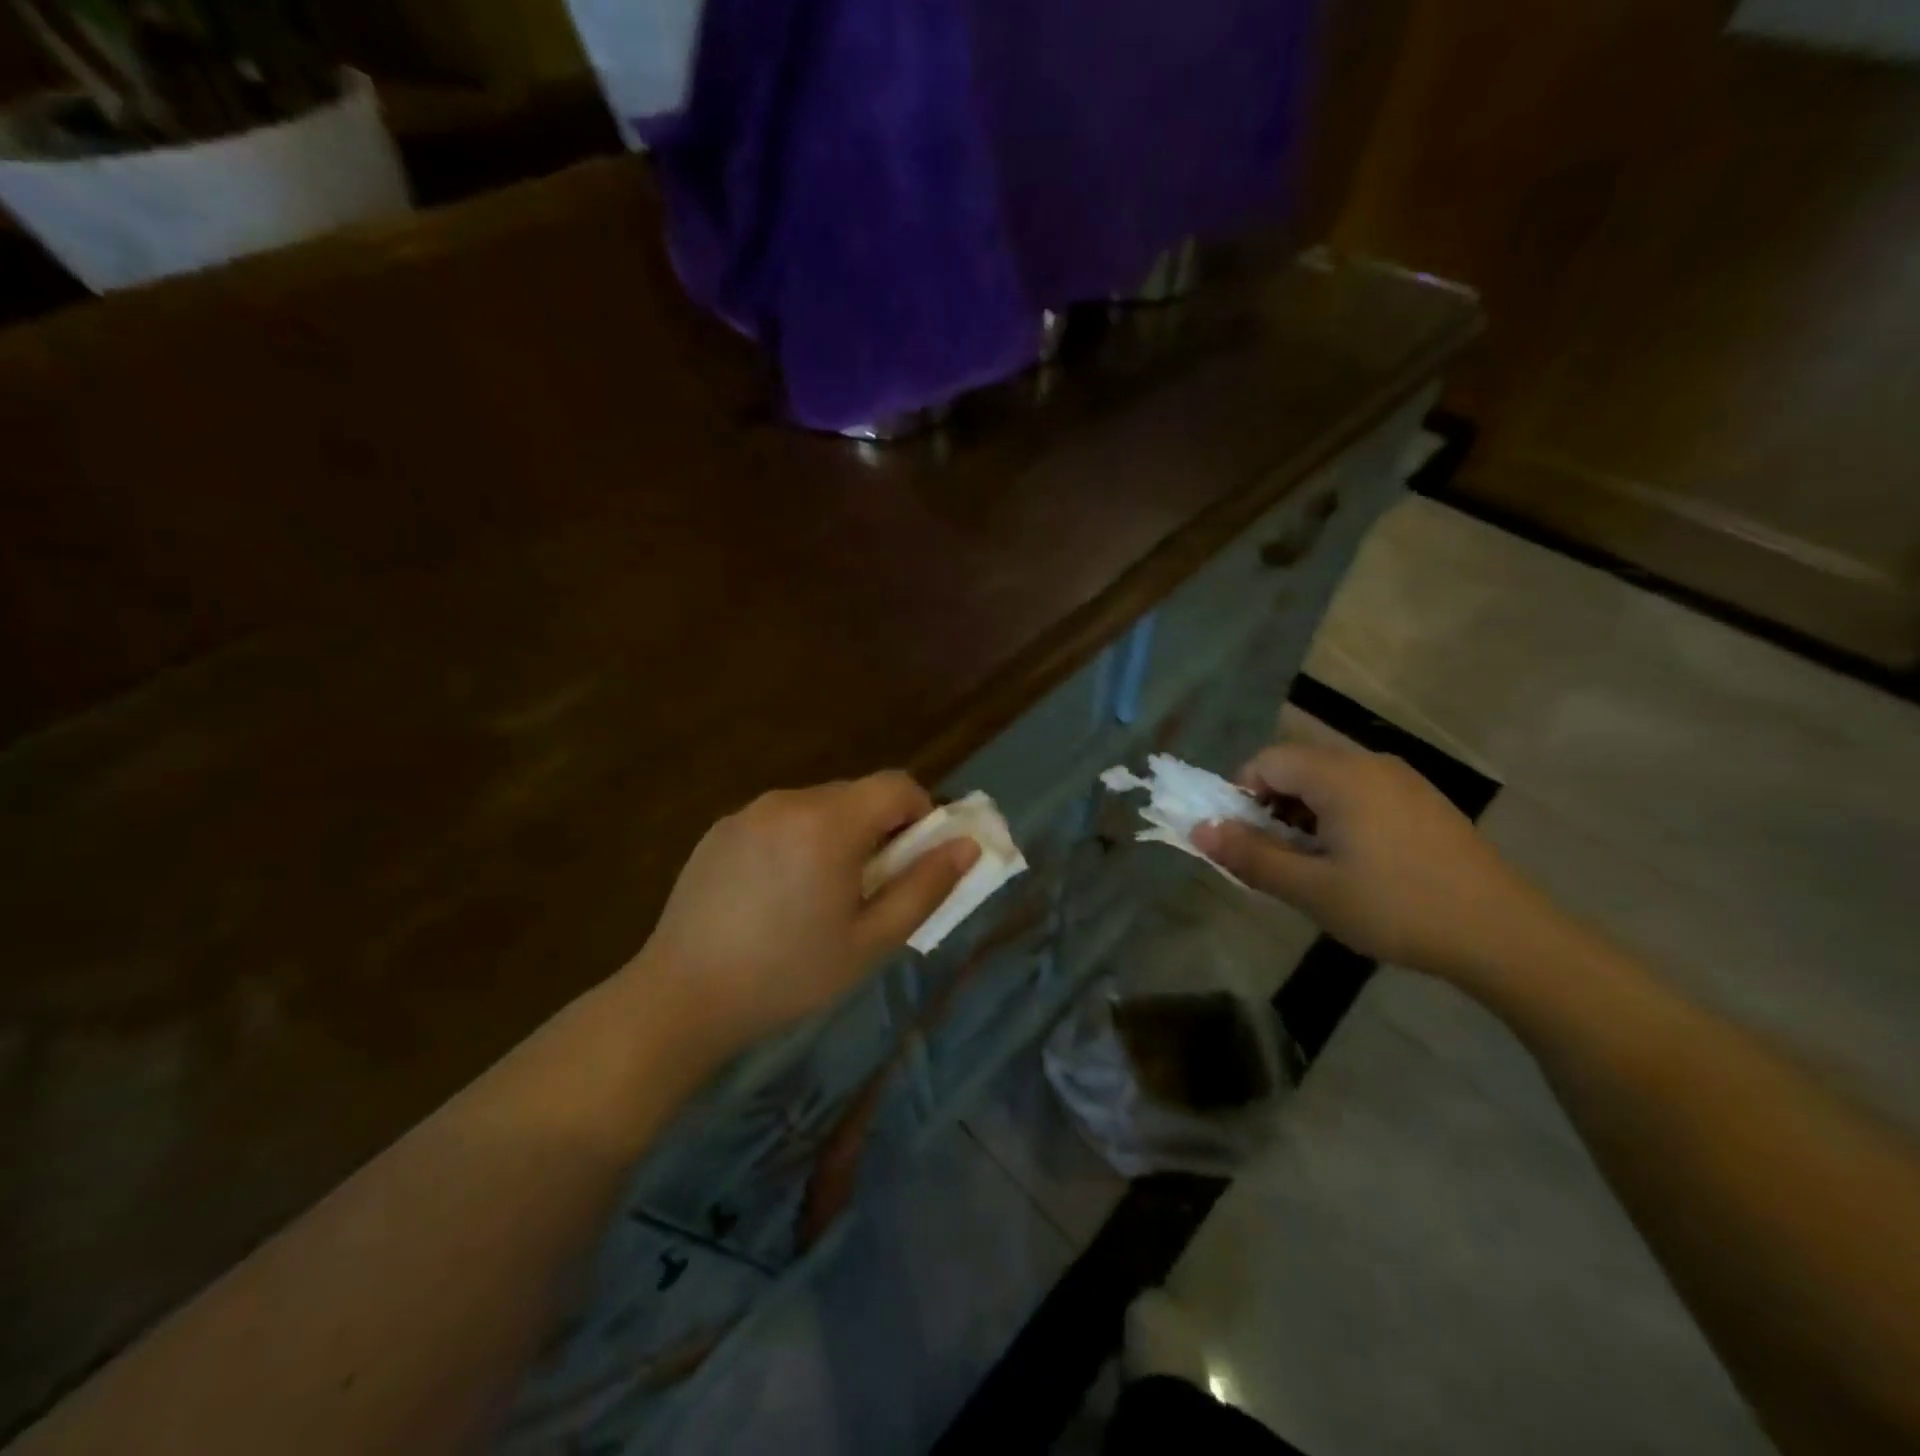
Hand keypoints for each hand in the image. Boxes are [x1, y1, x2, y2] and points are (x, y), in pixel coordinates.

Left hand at [633, 772, 978, 1052]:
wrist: (682, 996)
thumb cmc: (788, 975)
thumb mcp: (871, 942)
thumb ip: (925, 888)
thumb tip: (967, 846)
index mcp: (829, 824)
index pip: (897, 785)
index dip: (920, 814)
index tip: (913, 860)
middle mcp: (789, 801)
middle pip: (857, 794)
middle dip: (878, 829)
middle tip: (869, 888)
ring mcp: (749, 812)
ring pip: (818, 806)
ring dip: (836, 835)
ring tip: (818, 896)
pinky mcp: (720, 829)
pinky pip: (779, 820)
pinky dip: (796, 841)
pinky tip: (775, 894)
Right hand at [1191, 743, 1549, 985]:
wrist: (1504, 935)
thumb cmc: (1397, 908)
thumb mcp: (1312, 889)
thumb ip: (1251, 856)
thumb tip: (1199, 831)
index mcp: (1340, 775)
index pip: (1266, 761)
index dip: (1241, 796)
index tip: (1244, 841)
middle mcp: (1370, 764)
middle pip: (1297, 768)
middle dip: (1271, 809)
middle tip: (1276, 860)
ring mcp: (1403, 781)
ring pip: (1328, 783)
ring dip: (1304, 816)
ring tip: (1314, 868)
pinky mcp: (1424, 802)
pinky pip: (1361, 794)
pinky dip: (1338, 819)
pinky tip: (1355, 864)